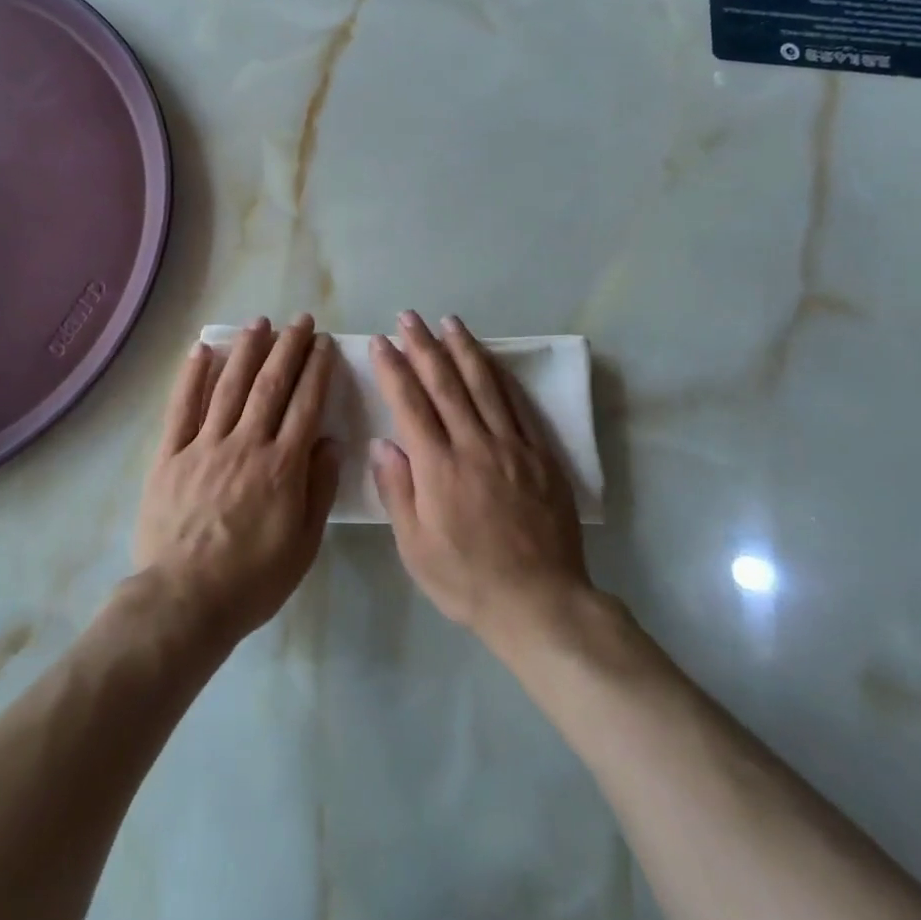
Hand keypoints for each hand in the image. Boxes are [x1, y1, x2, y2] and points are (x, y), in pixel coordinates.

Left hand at [134, 315, 339, 641]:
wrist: (184, 601)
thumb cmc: (252, 580)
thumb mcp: (303, 544)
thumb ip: (319, 488)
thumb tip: (330, 441)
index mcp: (282, 466)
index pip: (305, 404)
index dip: (317, 369)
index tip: (324, 343)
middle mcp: (246, 444)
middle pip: (271, 385)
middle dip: (288, 348)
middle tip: (300, 320)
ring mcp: (204, 446)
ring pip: (229, 386)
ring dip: (246, 350)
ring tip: (259, 322)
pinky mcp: (170, 455)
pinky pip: (181, 408)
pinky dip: (192, 376)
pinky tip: (202, 350)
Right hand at [370, 312, 590, 647]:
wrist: (540, 602)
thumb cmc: (467, 580)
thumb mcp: (415, 548)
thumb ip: (397, 491)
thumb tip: (381, 443)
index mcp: (438, 468)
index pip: (410, 404)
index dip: (394, 369)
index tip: (381, 342)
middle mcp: (474, 445)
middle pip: (445, 384)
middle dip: (424, 346)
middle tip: (409, 317)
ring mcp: (512, 446)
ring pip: (484, 385)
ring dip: (464, 349)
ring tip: (448, 322)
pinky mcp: (540, 454)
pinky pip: (518, 404)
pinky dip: (501, 376)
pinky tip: (491, 359)